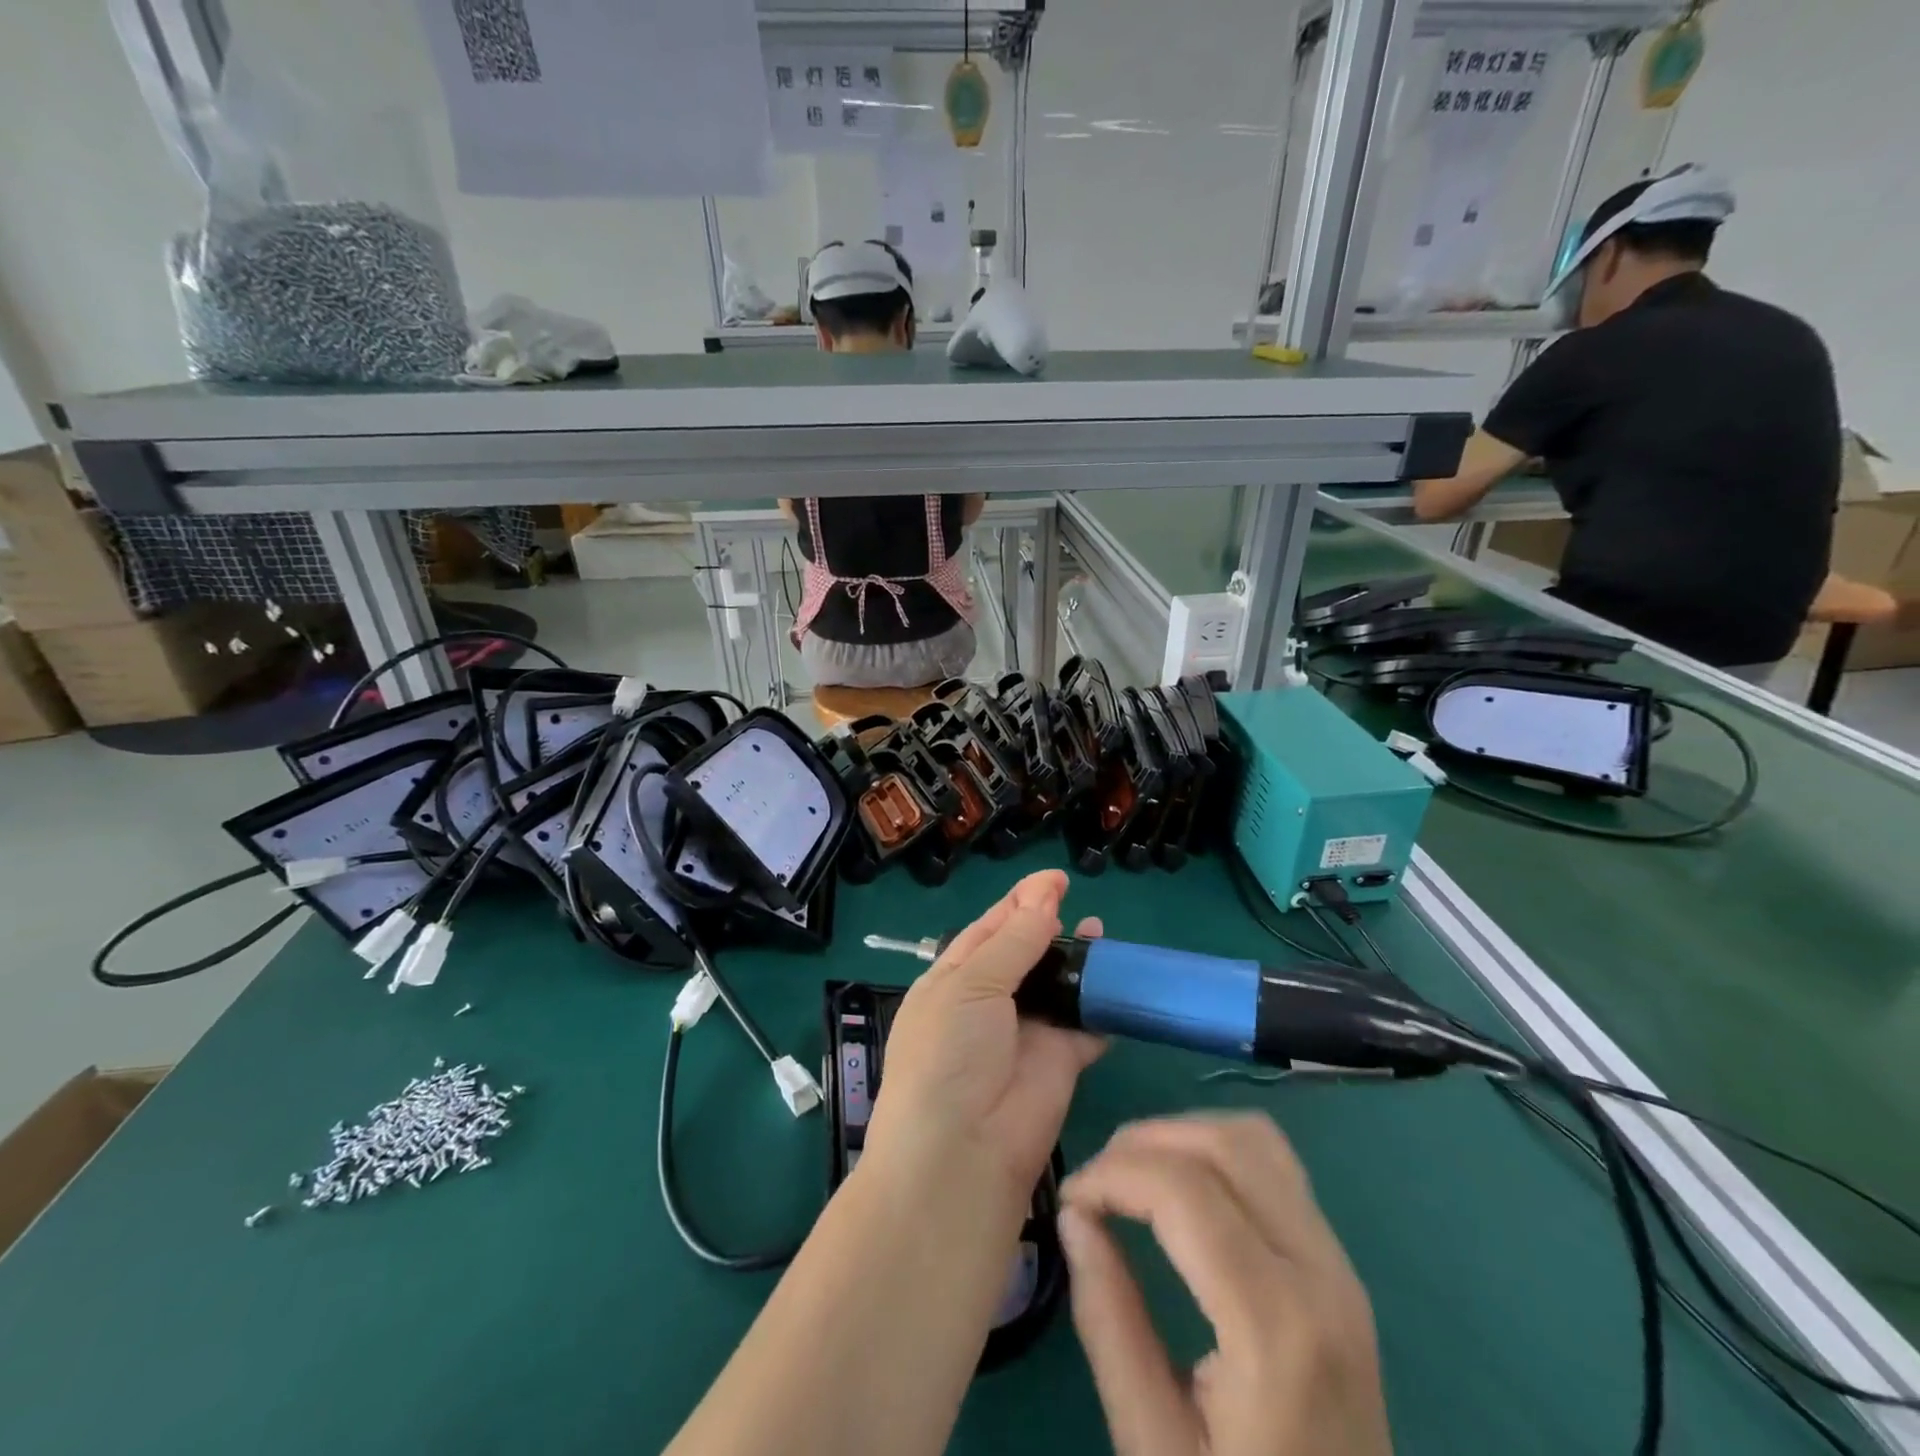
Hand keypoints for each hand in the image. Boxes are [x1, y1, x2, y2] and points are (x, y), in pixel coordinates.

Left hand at [864, 869, 1105, 1202]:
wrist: (963, 1151)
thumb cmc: (950, 1052)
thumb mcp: (972, 983)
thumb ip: (1014, 940)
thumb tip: (1044, 894)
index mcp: (954, 979)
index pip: (989, 929)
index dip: (1020, 901)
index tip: (1054, 878)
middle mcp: (989, 1002)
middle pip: (1026, 953)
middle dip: (1051, 927)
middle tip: (1080, 906)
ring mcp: (1026, 1033)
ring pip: (1059, 985)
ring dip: (1079, 961)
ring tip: (1102, 935)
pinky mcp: (1061, 1062)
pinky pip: (1086, 1025)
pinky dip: (1101, 1006)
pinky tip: (1119, 983)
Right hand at [1059, 1115, 1392, 1455]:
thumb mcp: (1154, 1447)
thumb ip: (1109, 1321)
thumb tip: (1074, 1217)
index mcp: (1278, 1329)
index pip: (1185, 1189)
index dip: (1114, 1173)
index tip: (1068, 1198)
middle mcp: (1322, 1277)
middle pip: (1226, 1144)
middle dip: (1144, 1142)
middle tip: (1095, 1183)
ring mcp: (1342, 1269)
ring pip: (1256, 1139)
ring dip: (1184, 1135)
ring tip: (1132, 1176)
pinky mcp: (1342, 1270)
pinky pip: (1277, 1168)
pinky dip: (1218, 1152)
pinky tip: (1183, 1189)